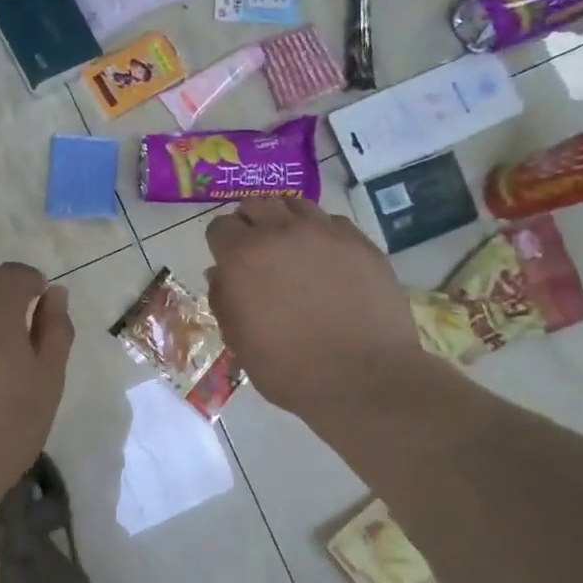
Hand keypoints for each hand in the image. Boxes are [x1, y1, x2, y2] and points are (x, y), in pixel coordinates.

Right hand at [205, 198, 427, 419]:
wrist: (362, 378)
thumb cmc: (289, 368)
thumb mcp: (239, 341)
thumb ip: (224, 299)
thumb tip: (220, 274)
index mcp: (242, 257)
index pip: (220, 227)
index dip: (222, 244)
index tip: (230, 262)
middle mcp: (281, 232)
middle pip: (256, 204)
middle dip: (251, 223)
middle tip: (259, 251)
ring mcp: (324, 233)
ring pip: (296, 204)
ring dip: (286, 221)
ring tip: (293, 248)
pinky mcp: (360, 242)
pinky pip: (332, 223)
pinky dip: (323, 234)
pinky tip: (328, 260)